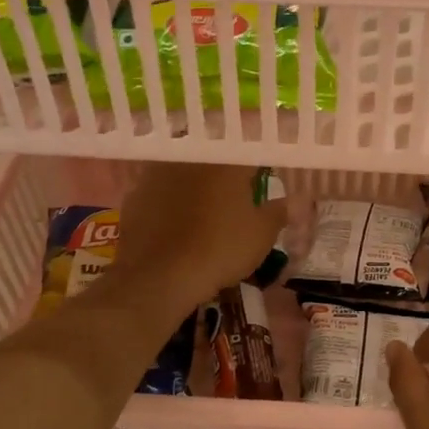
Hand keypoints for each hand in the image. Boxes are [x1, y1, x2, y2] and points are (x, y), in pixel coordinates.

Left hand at [114, 163, 287, 313]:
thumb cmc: (220, 249)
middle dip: (226, 174)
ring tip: (204, 209)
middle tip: (235, 195)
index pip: (250, 152)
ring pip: (184, 172)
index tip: (264, 180)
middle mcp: (191, 157)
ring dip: (196, 184)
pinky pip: (160, 191)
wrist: (159, 276)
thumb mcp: (261, 235)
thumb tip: (292, 202)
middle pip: (214, 158)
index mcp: (226, 161)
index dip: (260, 165)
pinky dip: (170, 202)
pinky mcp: (135, 194)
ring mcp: (158, 173)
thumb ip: (278, 212)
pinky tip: (174, 223)